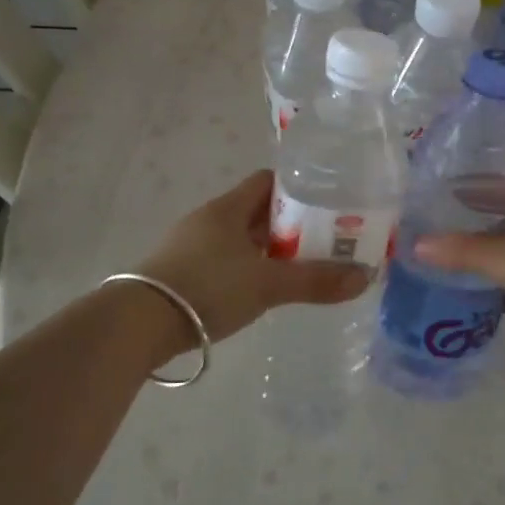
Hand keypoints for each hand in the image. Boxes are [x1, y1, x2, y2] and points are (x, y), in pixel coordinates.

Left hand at [134, 170, 369, 342]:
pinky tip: (259, 289)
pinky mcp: (179, 271)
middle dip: (289, 224)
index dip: (297, 189)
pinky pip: (222, 260)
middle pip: (255, 211)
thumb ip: (315, 281)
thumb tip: (365, 276)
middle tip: (322, 241)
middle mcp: (208, 219)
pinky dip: (245, 268)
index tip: (325, 204)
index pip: (267, 181)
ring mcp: (190, 245)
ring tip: (298, 267)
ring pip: (239, 238)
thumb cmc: (207, 288)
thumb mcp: (267, 284)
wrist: (139, 323)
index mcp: (227, 208)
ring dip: (266, 249)